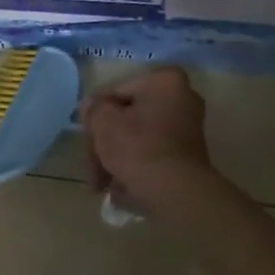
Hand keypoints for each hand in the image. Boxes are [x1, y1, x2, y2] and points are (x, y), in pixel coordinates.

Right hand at [80, 67, 222, 217]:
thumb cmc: (139, 149)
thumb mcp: (104, 123)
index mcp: (165, 81)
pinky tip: (120, 187)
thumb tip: (91, 106)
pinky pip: (153, 152)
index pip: (116, 91)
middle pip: (128, 116)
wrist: (178, 194)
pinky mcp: (189, 154)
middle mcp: (182, 97)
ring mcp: (188, 127)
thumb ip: (94, 109)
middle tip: (92, 168)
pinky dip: (136, 165)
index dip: (95, 115)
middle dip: (106, 143)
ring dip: (117, 158)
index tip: (85, 138)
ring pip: (139, 137)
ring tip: (102, 185)